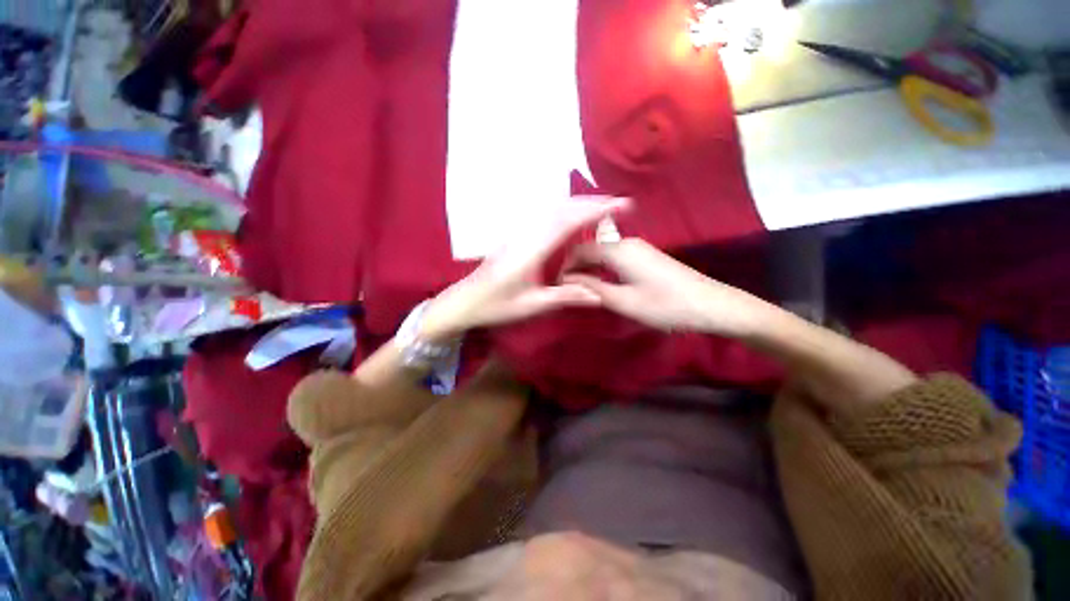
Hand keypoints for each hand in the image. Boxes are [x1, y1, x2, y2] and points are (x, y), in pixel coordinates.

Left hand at [420, 197, 628, 341]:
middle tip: (617, 204)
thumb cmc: (496, 306)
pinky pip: (544, 215)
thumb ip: (565, 297)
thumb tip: (599, 296)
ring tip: (602, 208)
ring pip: (552, 209)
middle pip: (561, 209)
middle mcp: (525, 234)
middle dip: (591, 203)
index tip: (620, 205)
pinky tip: (572, 216)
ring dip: (578, 204)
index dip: (595, 211)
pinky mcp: (515, 235)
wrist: (464, 300)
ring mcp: (518, 232)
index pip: (567, 222)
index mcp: (531, 251)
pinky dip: (564, 210)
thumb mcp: (531, 305)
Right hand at [564, 238, 773, 337]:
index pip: (580, 250)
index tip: (556, 284)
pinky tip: (601, 282)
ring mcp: (639, 247)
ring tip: (579, 287)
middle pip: (591, 249)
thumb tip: (567, 280)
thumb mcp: (624, 301)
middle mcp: (626, 243)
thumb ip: (593, 288)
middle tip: (565, 288)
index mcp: (618, 250)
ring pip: (603, 253)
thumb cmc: (665, 305)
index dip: (565, 266)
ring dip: (589, 268)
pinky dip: (602, 268)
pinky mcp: (647, 256)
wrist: (711, 304)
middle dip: (575, 267)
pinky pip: (615, 257)